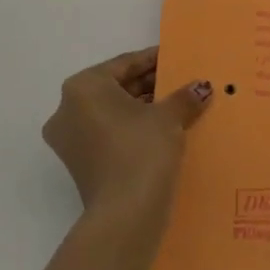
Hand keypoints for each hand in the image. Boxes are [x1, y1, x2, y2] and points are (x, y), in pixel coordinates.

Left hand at [41, 49, 211, 212]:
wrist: (126, 213)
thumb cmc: (142, 149)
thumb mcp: (169, 116)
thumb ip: (184, 96)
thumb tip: (201, 87)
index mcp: (83, 87)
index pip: (125, 64)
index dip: (154, 59)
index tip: (176, 57)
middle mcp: (67, 109)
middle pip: (116, 87)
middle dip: (149, 85)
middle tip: (180, 82)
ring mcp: (70, 139)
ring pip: (112, 111)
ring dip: (142, 107)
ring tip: (177, 105)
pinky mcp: (80, 163)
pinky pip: (109, 133)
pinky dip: (132, 128)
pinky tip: (163, 129)